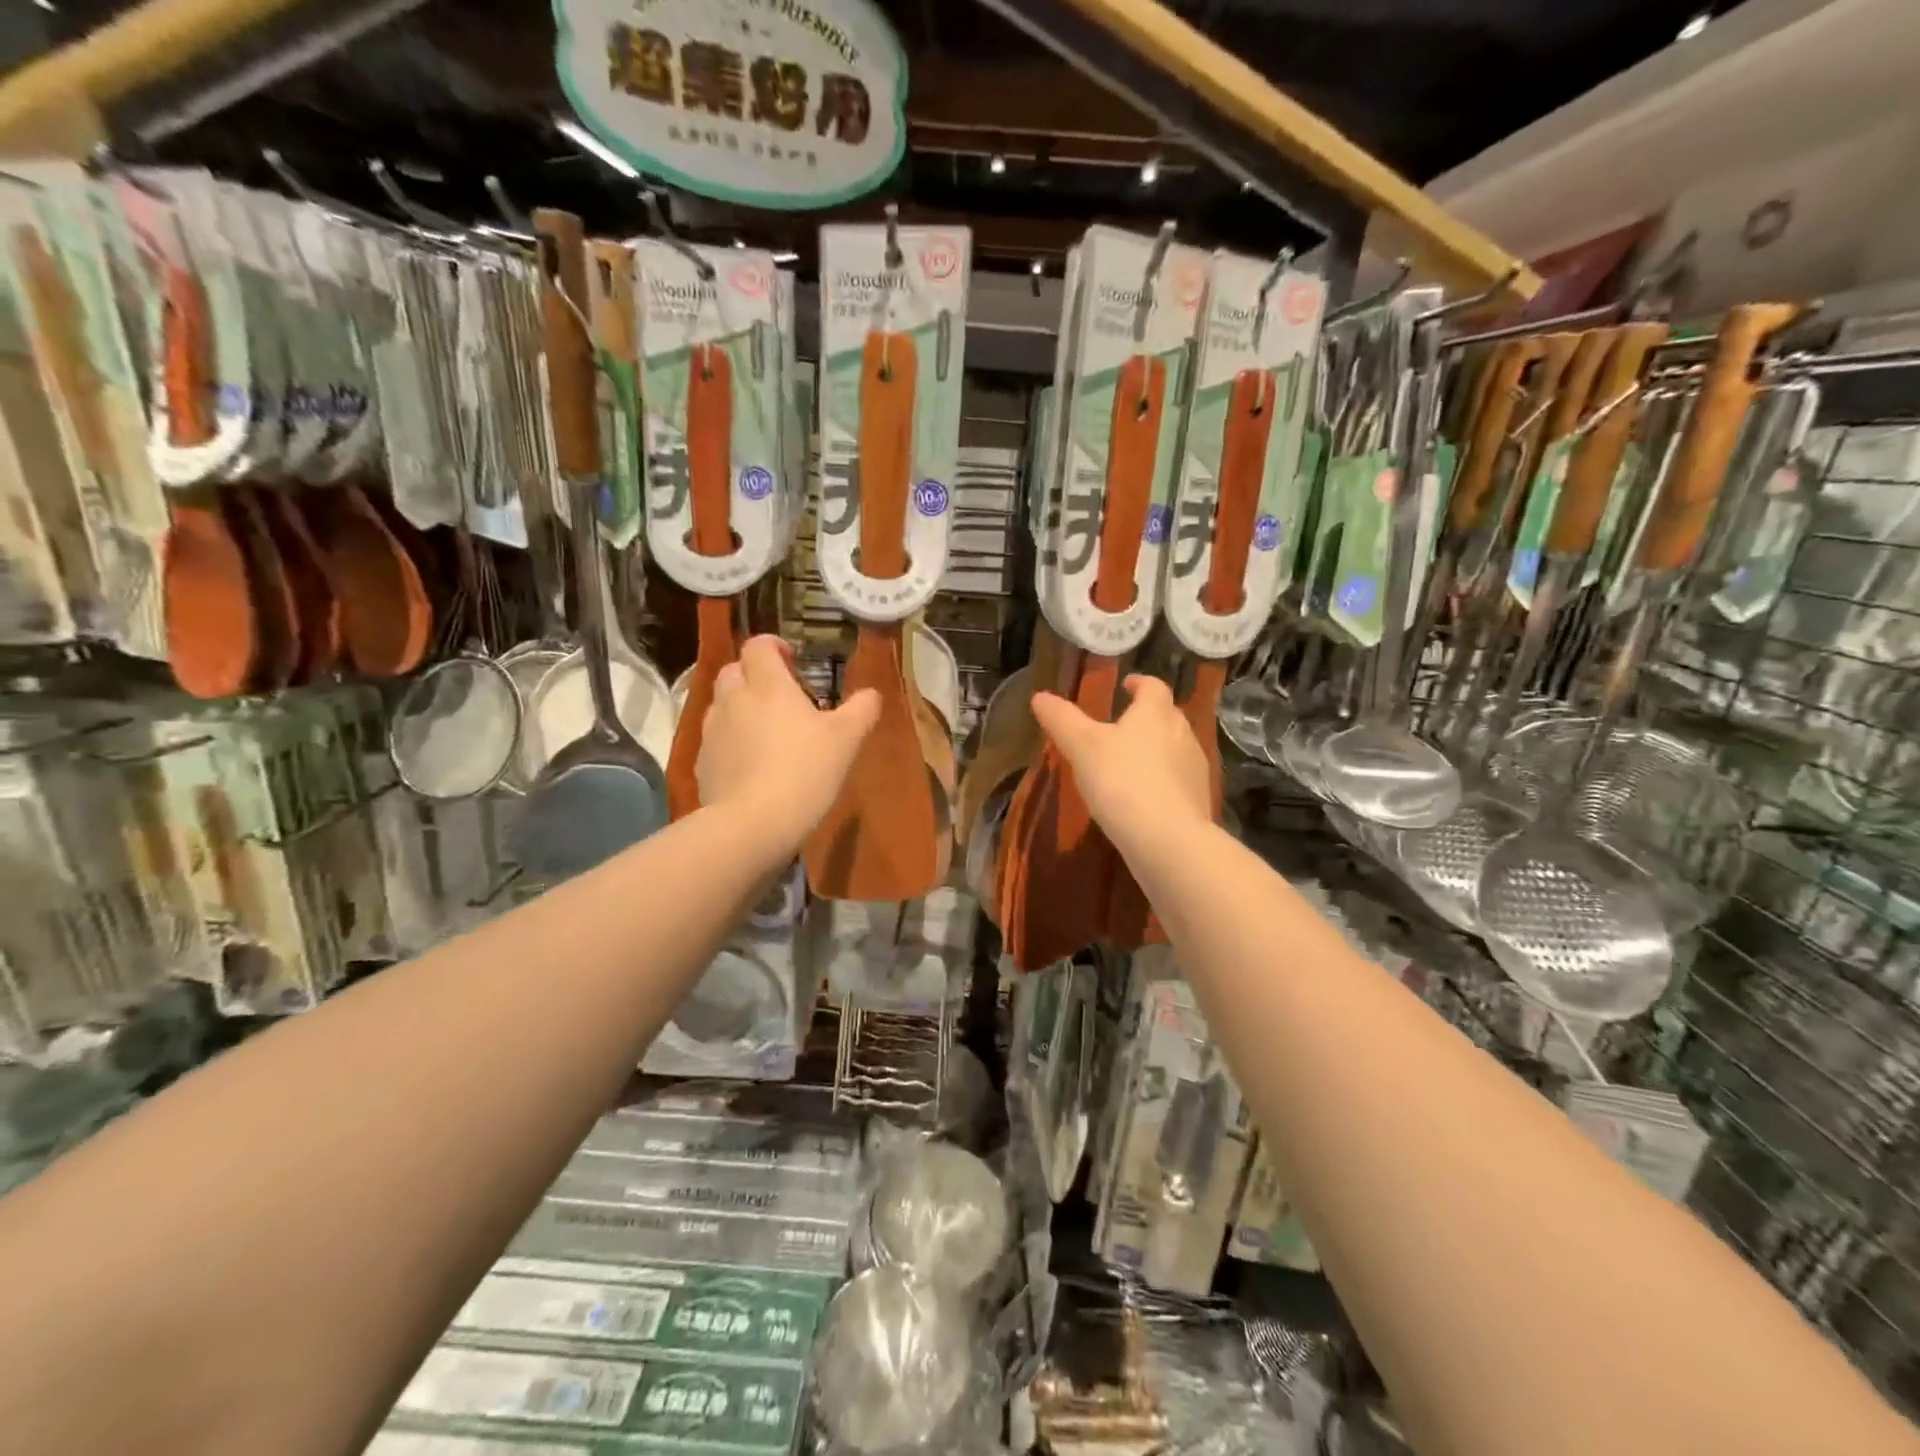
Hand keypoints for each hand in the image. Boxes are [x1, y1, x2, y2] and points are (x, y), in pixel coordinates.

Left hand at [699, 636, 879, 849]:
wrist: (752, 824)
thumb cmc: (805, 771)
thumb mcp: (846, 740)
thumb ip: (861, 710)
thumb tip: (871, 694)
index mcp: (768, 685)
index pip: (759, 645)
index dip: (773, 645)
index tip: (792, 660)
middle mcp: (734, 699)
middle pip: (735, 670)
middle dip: (754, 674)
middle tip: (781, 696)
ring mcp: (712, 731)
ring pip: (722, 704)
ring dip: (741, 707)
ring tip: (766, 731)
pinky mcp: (702, 762)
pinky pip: (716, 738)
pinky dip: (731, 740)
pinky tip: (751, 764)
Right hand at [1030, 675, 1211, 855]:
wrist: (1167, 840)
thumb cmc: (1122, 781)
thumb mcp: (1082, 747)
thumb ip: (1062, 720)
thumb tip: (1040, 696)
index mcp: (1155, 713)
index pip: (1153, 686)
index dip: (1139, 683)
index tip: (1126, 685)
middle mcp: (1182, 733)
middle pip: (1166, 715)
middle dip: (1147, 716)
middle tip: (1122, 725)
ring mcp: (1194, 768)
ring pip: (1175, 748)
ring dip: (1155, 749)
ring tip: (1129, 761)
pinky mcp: (1198, 799)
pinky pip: (1178, 780)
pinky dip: (1162, 780)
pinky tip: (1143, 796)